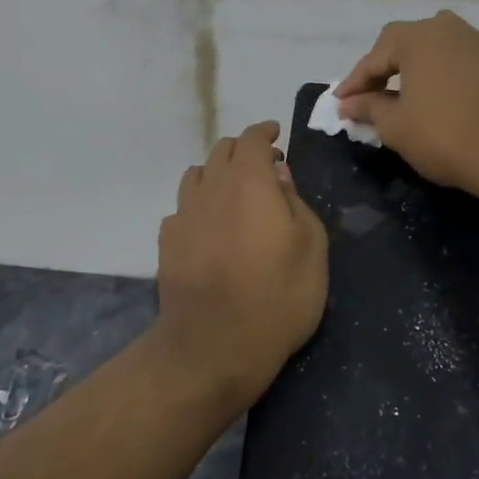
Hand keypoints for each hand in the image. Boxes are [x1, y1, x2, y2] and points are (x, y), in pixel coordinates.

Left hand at [156, 121, 328, 411]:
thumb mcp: (311, 248)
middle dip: (243, 150)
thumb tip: (279, 175)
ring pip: (196, 175)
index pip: (252, 139)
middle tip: (263, 166)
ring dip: (216, 174)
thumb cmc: (278, 296)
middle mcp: (211, 188)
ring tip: (233, 192)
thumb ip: (296, 202)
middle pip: (221, 151)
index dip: (265, 132)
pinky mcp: (167, 242)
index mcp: (249, 182)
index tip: (276, 135)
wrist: (214, 345)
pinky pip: (183, 208)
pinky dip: (199, 205)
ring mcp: (184, 214)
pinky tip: (209, 226)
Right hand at [334, 10, 478, 196]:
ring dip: (414, 69)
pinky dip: (441, 75)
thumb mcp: (395, 125)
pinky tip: (437, 99)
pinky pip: (458, 61)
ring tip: (402, 96)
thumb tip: (348, 104)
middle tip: (369, 96)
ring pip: (435, 49)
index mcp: (419, 37)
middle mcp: (449, 29)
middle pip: (405, 42)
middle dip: (384, 68)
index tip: (340, 103)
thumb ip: (368, 108)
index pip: (375, 55)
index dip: (355, 81)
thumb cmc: (443, 135)